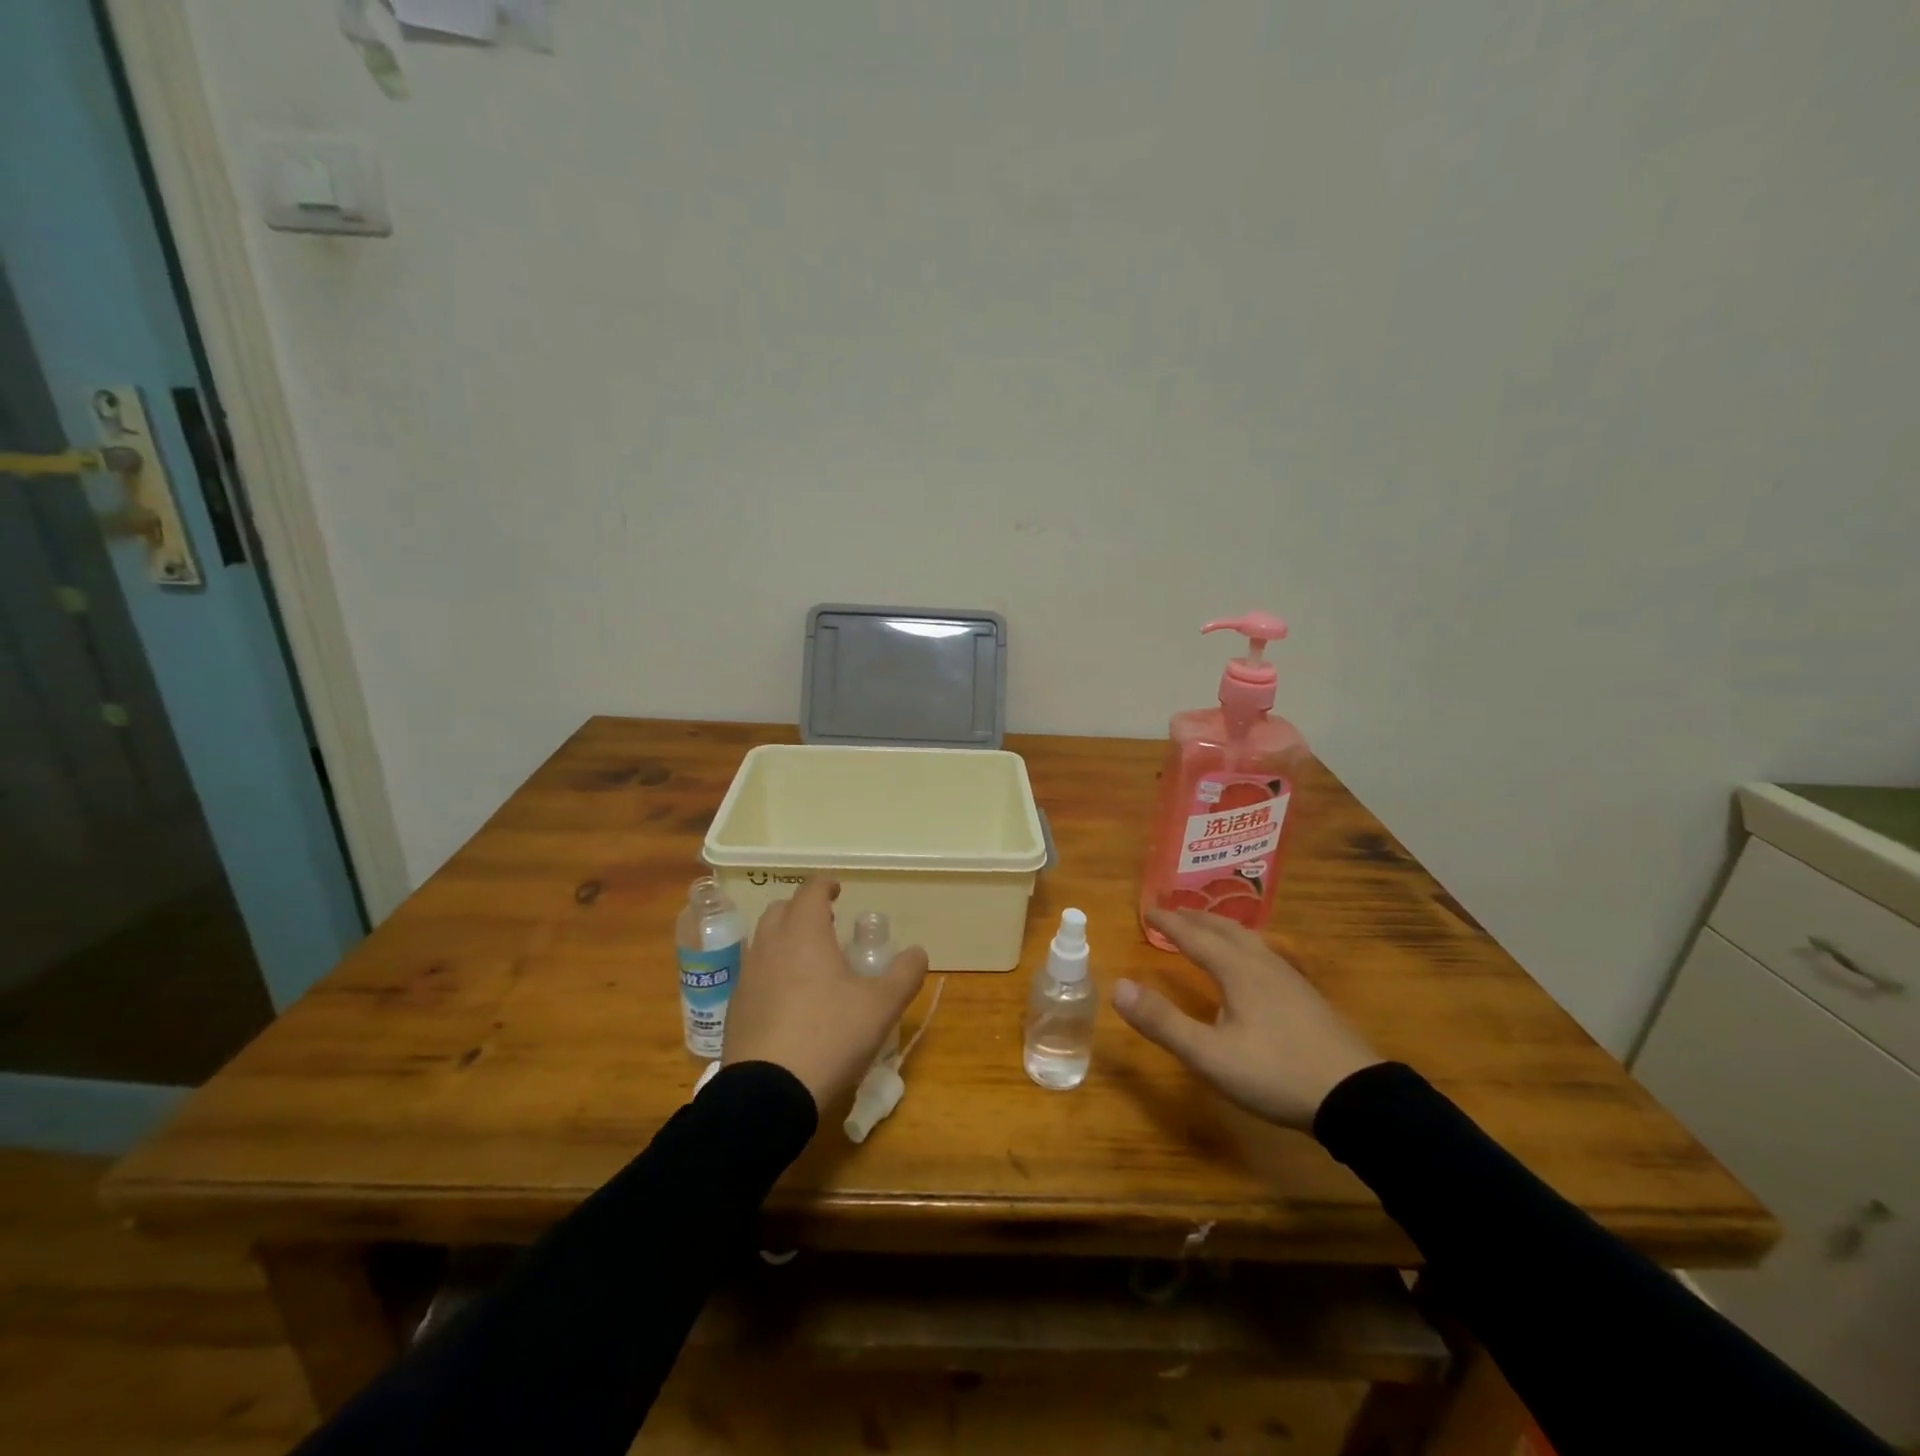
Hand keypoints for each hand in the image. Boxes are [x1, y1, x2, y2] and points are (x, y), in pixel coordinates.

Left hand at [721, 875, 928, 1110]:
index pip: (810, 891)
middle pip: (781, 910)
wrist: (767, 1092)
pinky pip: (755, 972)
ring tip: (810, 960)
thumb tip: (917, 952)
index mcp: (804, 934)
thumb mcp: (881, 1006)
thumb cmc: (829, 1036)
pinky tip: (789, 998)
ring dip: (785, 938)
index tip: (837, 889)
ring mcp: (748, 976)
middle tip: (826, 924)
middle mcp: (770, 945)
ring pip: (764, 940)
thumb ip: (904, 974)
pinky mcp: (736, 1007)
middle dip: (802, 909)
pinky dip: (772, 970)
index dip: (825, 885)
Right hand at [1113, 909, 1380, 1130]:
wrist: (1357, 1098)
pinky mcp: (1307, 997)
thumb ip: (1163, 1022)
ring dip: (1221, 928)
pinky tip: (1252, 966)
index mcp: (1237, 970)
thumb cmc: (1276, 1073)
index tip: (1148, 910)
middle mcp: (1263, 964)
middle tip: (1173, 913)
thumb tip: (1117, 986)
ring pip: (1250, 939)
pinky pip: (1265, 954)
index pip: (1195, 936)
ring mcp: (1290, 979)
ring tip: (1208, 929)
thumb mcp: (1210, 1055)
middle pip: (1224, 930)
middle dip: (1195, 918)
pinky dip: (1244, 945)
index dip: (1169, 923)